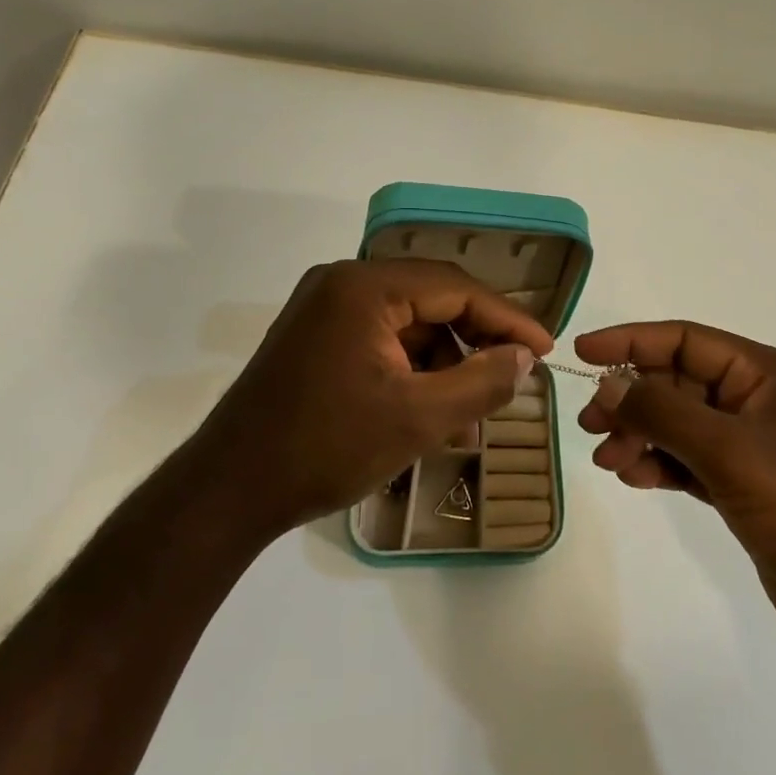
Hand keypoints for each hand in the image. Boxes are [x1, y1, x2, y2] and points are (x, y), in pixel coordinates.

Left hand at [190, 260, 553, 541]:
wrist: (229, 491)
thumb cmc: (326, 448)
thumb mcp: (418, 419)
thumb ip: (481, 382)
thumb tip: (525, 359)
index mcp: (364, 287)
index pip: (456, 288)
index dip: (507, 319)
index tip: (546, 349)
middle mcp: (342, 283)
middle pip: (432, 299)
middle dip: (477, 339)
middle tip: (515, 375)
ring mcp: (324, 309)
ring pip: (409, 323)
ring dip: (446, 360)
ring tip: (473, 409)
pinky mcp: (315, 337)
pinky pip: (382, 339)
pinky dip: (413, 369)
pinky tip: (433, 409)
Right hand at [576, 322, 775, 683]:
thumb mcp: (732, 452)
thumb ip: (664, 412)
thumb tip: (609, 384)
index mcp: (767, 374)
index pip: (687, 340)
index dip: (632, 342)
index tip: (582, 354)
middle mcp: (758, 401)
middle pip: (679, 383)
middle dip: (632, 398)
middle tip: (589, 424)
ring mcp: (752, 447)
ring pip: (680, 424)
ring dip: (640, 435)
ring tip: (608, 459)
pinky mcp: (746, 489)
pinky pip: (689, 462)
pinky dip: (659, 465)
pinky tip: (633, 477)